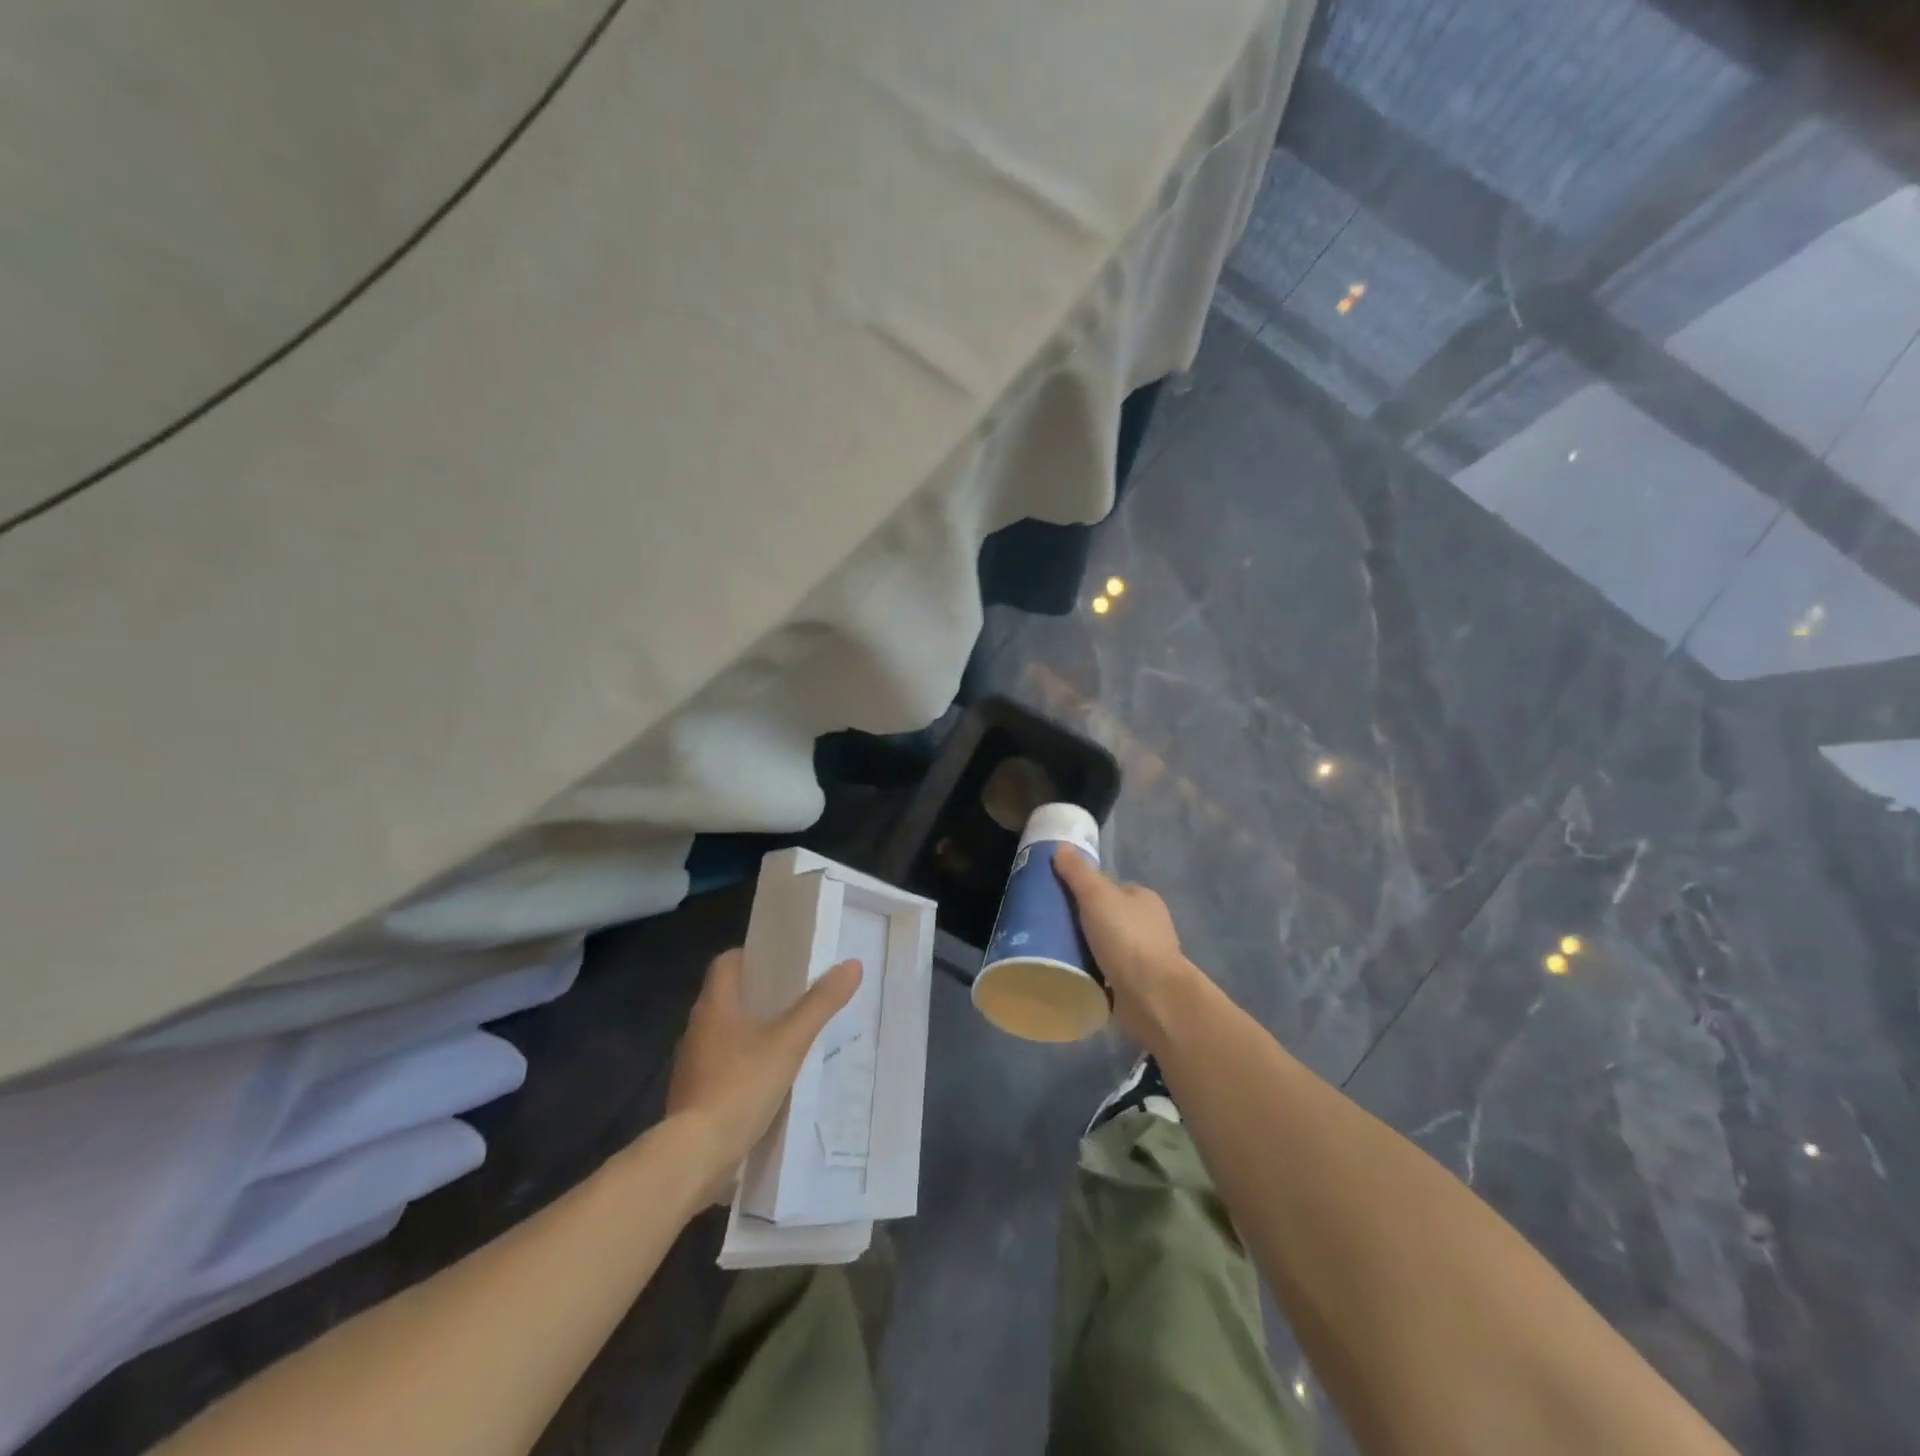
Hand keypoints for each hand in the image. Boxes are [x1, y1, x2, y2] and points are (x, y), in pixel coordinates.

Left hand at [666, 949, 861, 1200]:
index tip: (780, 962)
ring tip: (787, 1039)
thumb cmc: (740, 1085)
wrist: (695, 1156)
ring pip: (724, 1034)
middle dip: (758, 995)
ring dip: (750, 1033)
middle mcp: (697, 1028)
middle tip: (795, 998)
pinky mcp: (693, 1097)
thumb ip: (820, 1004)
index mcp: (715, 1005)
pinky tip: (768, 1081)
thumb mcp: (789, 1041)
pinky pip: (721, 1068)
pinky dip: (742, 1067)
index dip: (751, 957)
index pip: (726, 963)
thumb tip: (852, 965)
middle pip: (727, 997)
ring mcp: (692, 1065)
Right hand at [1053, 847, 1202, 1050]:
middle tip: (1049, 929)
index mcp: (1143, 899)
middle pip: (1105, 918)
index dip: (1083, 891)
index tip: (1056, 901)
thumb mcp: (1096, 896)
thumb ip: (1078, 872)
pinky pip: (1106, 974)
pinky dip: (1091, 975)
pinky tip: (1071, 977)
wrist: (1152, 996)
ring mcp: (1144, 958)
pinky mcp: (1136, 986)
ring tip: (1053, 955)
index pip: (1109, 889)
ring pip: (1106, 947)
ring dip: (1085, 951)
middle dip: (1081, 924)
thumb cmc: (1126, 938)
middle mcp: (1148, 926)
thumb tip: (1060, 846)